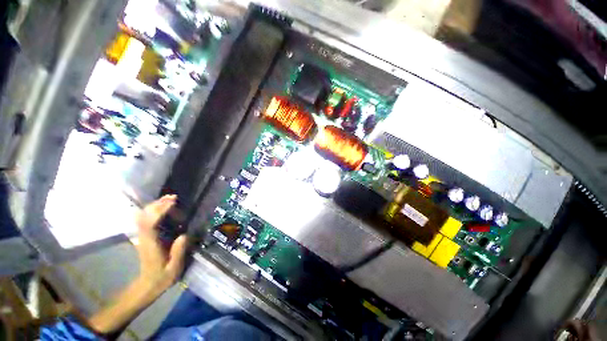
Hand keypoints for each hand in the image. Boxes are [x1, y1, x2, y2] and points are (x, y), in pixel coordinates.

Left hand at [135, 195, 187, 293]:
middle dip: (157, 205)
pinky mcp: (144, 237)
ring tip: (169, 199)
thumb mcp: (174, 268)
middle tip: (172, 197)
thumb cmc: (162, 277)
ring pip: (143, 217)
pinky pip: (145, 220)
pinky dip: (152, 211)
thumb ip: (178, 252)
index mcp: (151, 245)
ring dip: (154, 206)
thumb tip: (184, 235)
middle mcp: (144, 238)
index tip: (172, 202)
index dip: (159, 211)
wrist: (146, 285)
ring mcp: (142, 237)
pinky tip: (162, 208)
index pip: (150, 223)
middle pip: (144, 217)